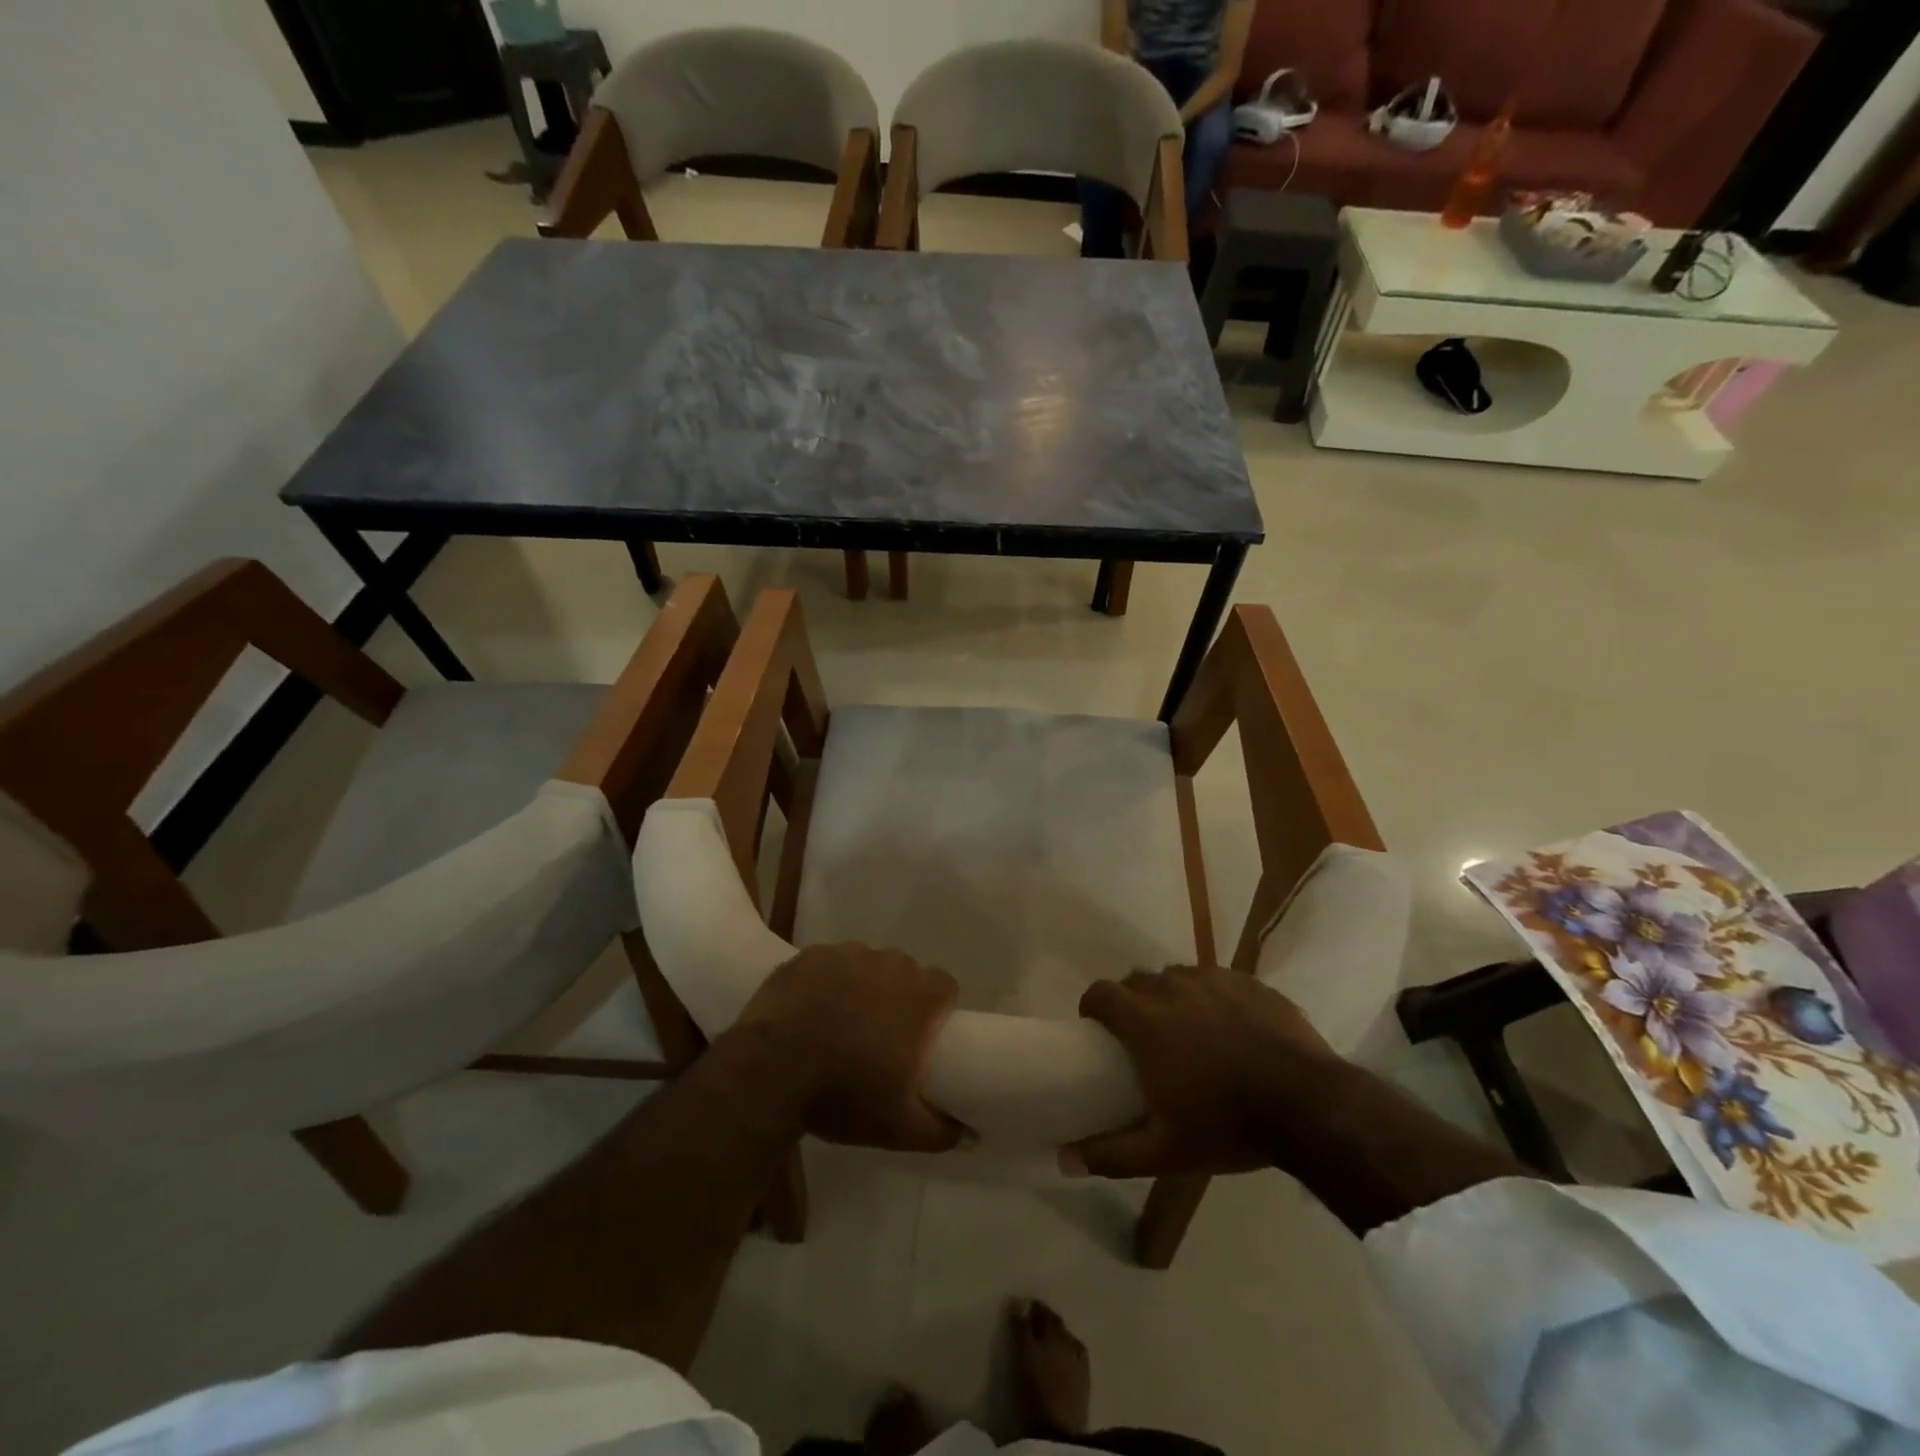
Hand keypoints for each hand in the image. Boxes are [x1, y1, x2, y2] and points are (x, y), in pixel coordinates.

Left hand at [738, 943, 969, 1153]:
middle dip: (896, 997)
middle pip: (904, 973)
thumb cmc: (845, 1093)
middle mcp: (890, 963)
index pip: (944, 987)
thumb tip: (971, 1136)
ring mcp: (847, 954)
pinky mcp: (810, 955)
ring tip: (838, 1022)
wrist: (771, 1071)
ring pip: (865, 965)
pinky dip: (824, 982)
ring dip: (860, 986)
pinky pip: (827, 964)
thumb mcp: (899, 1127)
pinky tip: (808, 1010)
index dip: (936, 1009)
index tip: (920, 1035)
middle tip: (878, 1034)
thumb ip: (941, 1130)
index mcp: (920, 995)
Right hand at [1063, 964, 1339, 1177]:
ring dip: (1171, 997)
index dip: (1093, 1007)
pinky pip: (1215, 980)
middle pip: (1137, 981)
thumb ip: (1111, 1153)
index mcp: (1145, 1020)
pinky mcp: (1248, 981)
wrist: (1310, 1105)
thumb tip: (1063, 1158)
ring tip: (1187, 1030)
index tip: (1097, 1029)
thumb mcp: (1165, 1151)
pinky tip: (1228, 1026)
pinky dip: (1210, 997)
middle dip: (1131, 1002)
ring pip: (1177, 977)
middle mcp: (1172, 988)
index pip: (1101, 993)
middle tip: (1142, 1037)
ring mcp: (1213, 979)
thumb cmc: (1228, 1124)